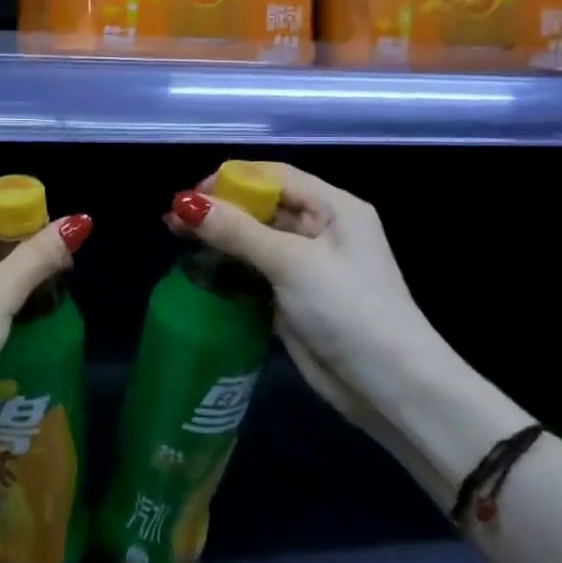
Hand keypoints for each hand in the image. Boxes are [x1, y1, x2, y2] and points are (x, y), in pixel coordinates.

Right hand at [169, 163, 452, 432]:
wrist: (388, 386)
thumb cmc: (348, 310)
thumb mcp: (291, 263)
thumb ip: (237, 232)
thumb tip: (185, 203)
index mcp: (335, 209)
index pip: (276, 176)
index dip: (232, 179)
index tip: (190, 194)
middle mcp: (322, 230)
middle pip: (262, 206)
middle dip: (219, 208)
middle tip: (173, 218)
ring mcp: (307, 266)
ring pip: (255, 239)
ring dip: (219, 236)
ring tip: (175, 236)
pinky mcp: (294, 296)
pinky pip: (255, 270)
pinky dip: (229, 266)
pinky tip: (200, 268)